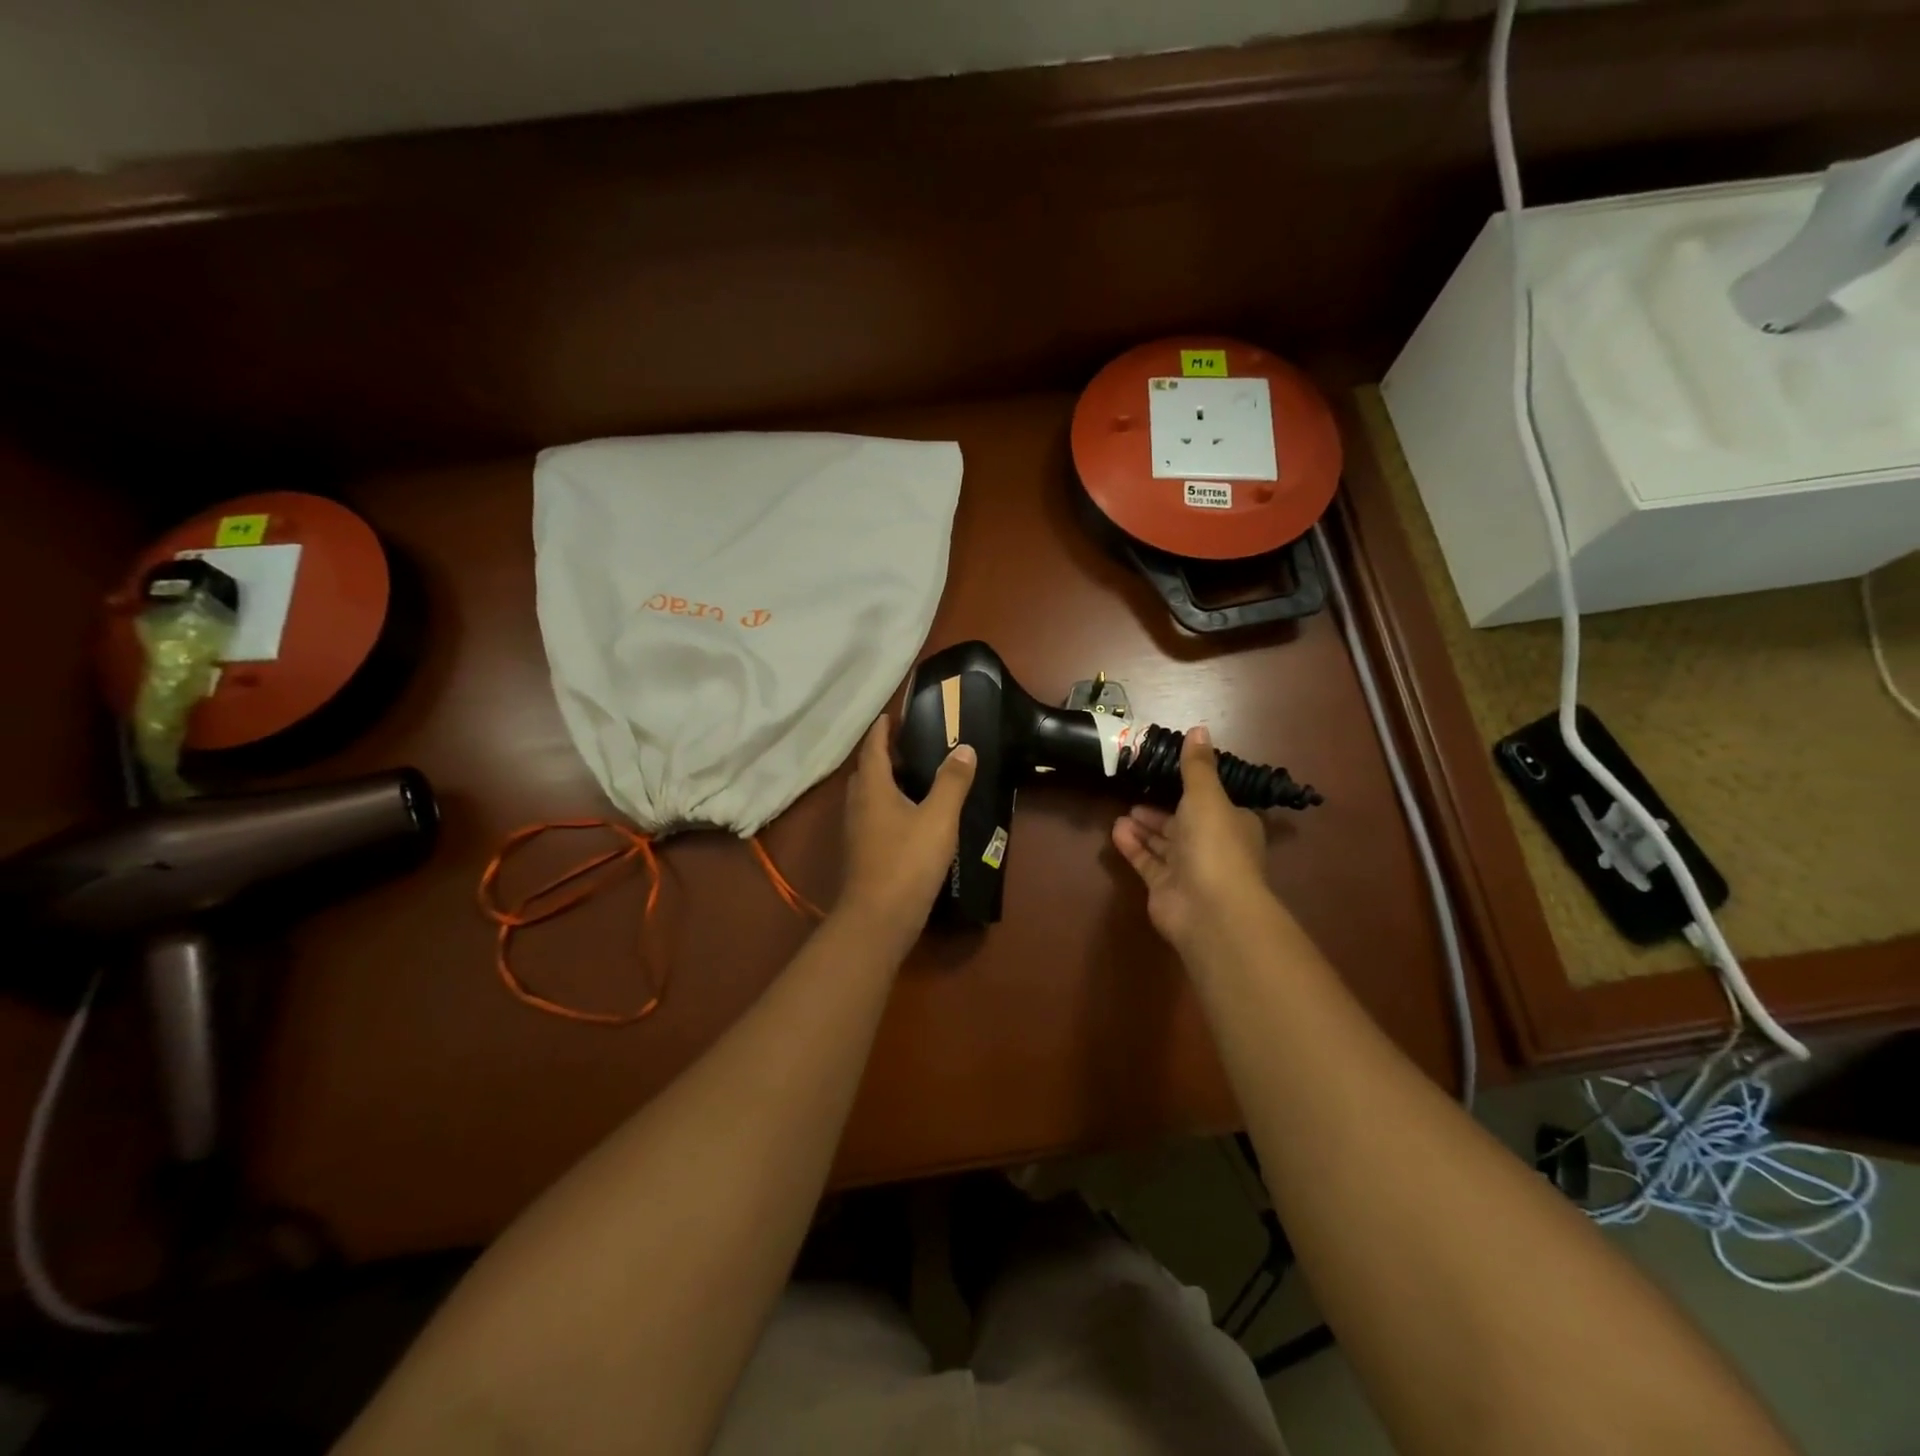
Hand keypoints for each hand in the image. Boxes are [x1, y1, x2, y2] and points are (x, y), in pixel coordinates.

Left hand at [838, 716, 975, 938]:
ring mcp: (856, 832)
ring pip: (868, 797)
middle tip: (909, 745)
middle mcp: (858, 806)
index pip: (873, 748)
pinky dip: (888, 807)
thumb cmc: (908, 862)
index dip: (882, 730)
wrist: (878, 919)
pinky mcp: (862, 854)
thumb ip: (952, 782)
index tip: (891, 715)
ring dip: (886, 783)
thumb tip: (965, 749)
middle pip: (867, 772)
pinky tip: (910, 818)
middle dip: (883, 755)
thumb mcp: (938, 818)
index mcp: (873, 789)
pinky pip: (873, 818)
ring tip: (914, 777)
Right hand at [1111, 726, 1270, 951]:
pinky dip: (1133, 846)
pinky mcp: (1166, 889)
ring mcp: (1189, 871)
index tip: (1167, 777)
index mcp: (1232, 823)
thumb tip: (1199, 728)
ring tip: (1122, 813)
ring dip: (1144, 828)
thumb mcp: (1206, 795)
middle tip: (1135, 796)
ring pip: (1164, 844)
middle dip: (1161, 812)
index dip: (1192, 791)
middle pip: (1184, 824)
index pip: (1213, 803)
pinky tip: (1116, 831)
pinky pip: (1148, 862)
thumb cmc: (1214, 844)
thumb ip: (1197, 765)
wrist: (1210, 908)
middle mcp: (1213, 846)